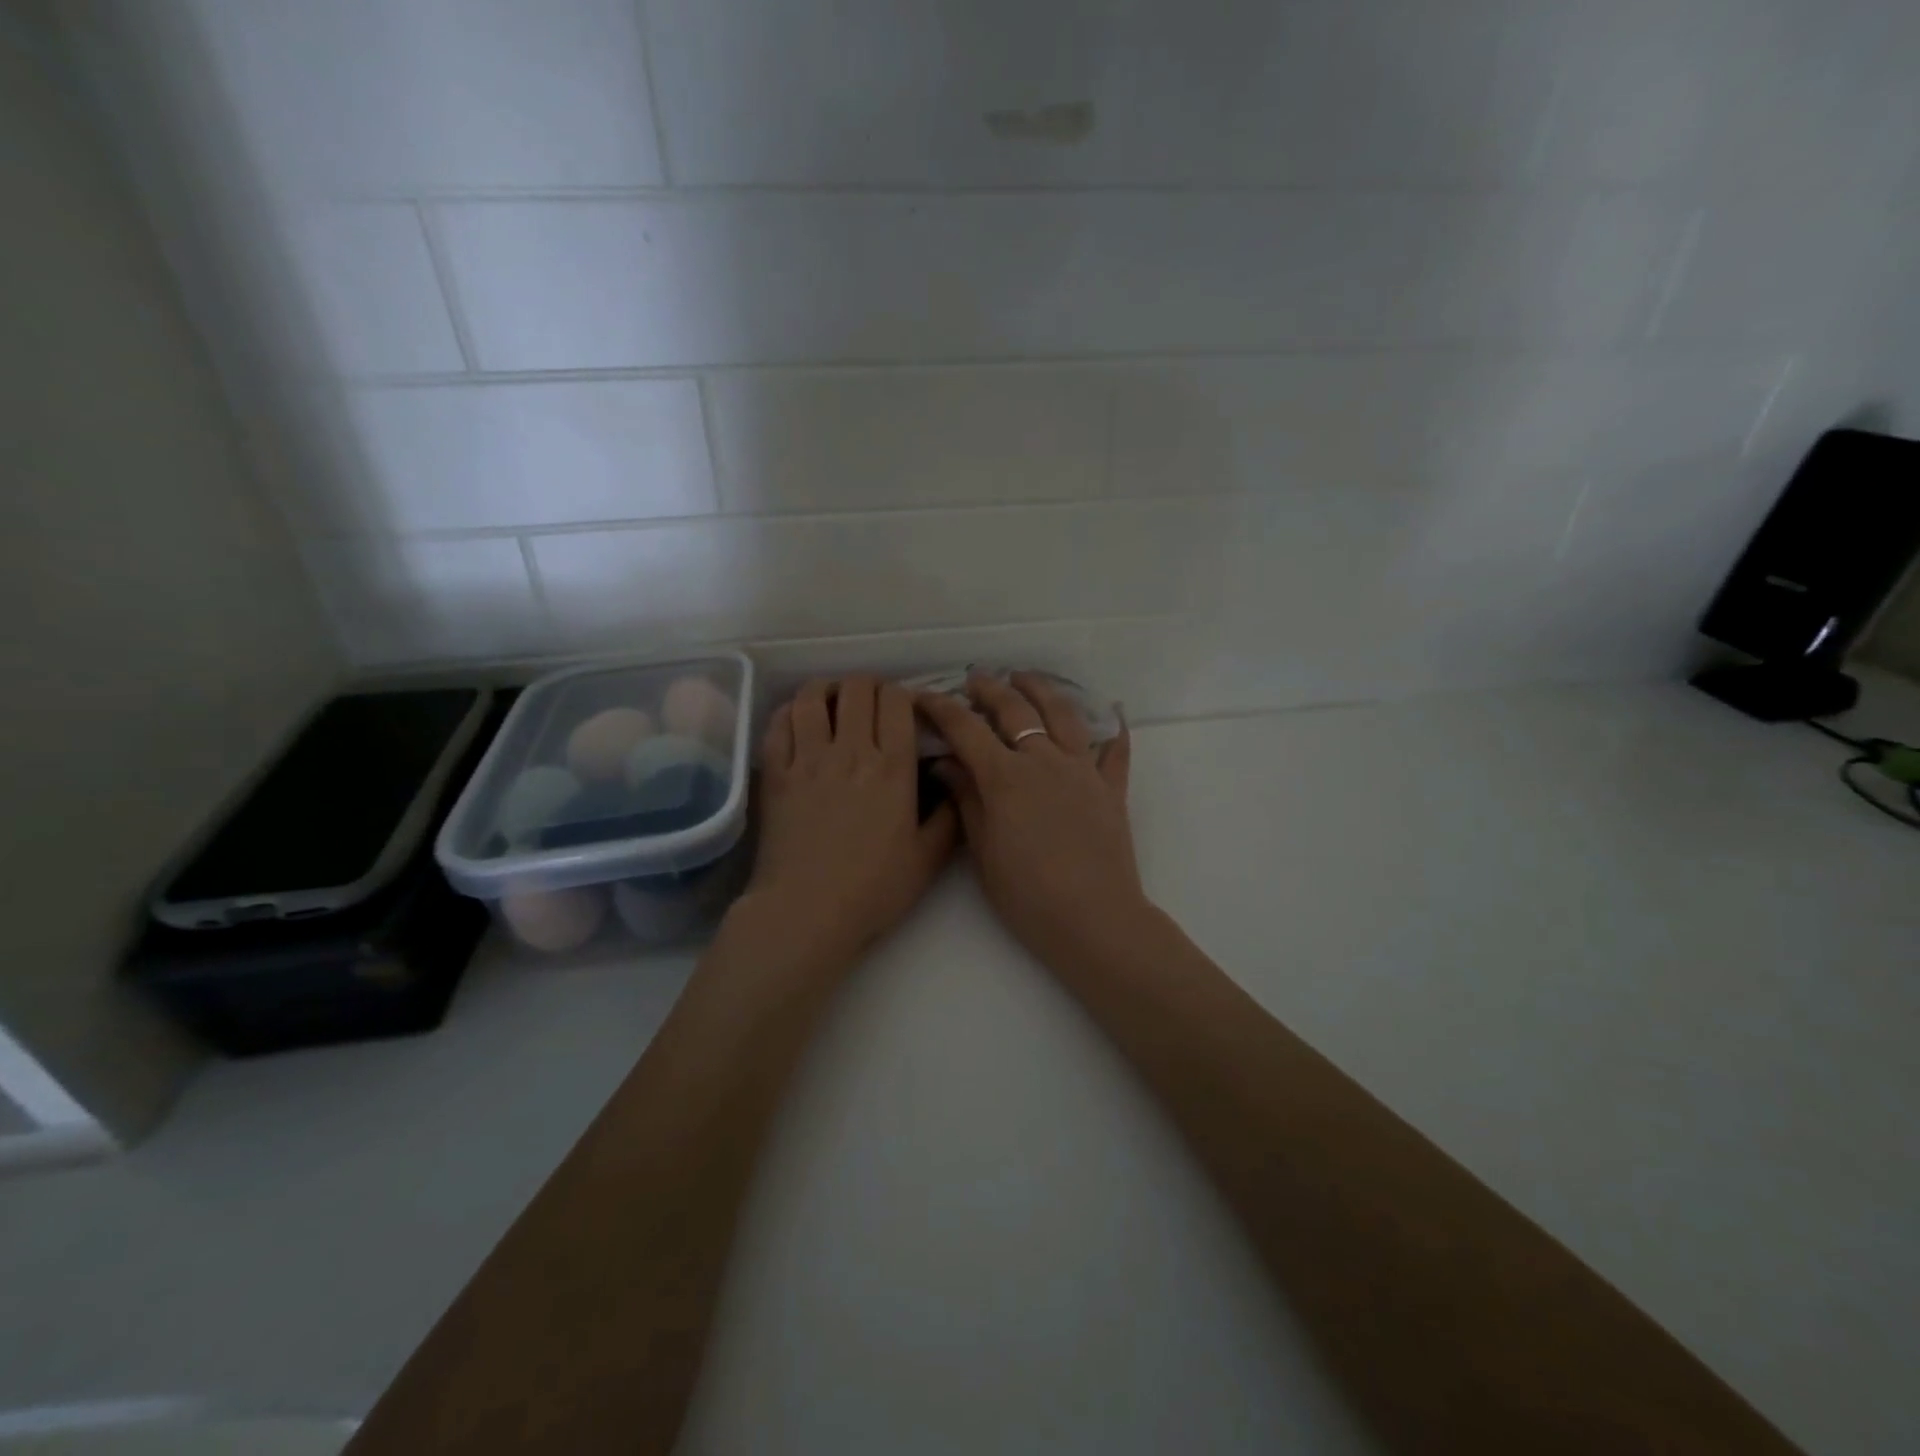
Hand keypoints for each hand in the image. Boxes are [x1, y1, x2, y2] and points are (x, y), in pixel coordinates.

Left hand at [737, 676, 957, 973]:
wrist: (807, 912)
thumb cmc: (873, 889)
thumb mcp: (928, 859)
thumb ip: (948, 818)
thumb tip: (954, 783)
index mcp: (893, 768)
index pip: (897, 701)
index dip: (901, 694)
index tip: (904, 708)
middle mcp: (851, 751)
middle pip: (857, 688)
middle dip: (868, 685)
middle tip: (871, 702)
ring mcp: (808, 759)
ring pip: (813, 696)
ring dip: (827, 689)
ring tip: (833, 701)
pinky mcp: (775, 772)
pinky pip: (779, 723)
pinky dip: (791, 711)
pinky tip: (799, 720)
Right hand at [916, 672, 1149, 969]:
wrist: (1093, 919)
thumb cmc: (1028, 895)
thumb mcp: (984, 851)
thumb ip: (967, 800)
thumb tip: (946, 764)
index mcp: (1006, 777)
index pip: (967, 729)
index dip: (942, 708)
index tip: (923, 696)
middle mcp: (1044, 761)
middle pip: (1015, 710)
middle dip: (991, 689)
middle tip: (976, 679)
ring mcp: (1083, 771)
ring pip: (1063, 714)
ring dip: (1042, 690)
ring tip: (1027, 678)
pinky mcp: (1112, 788)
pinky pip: (1115, 749)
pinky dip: (1114, 727)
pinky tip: (1113, 711)